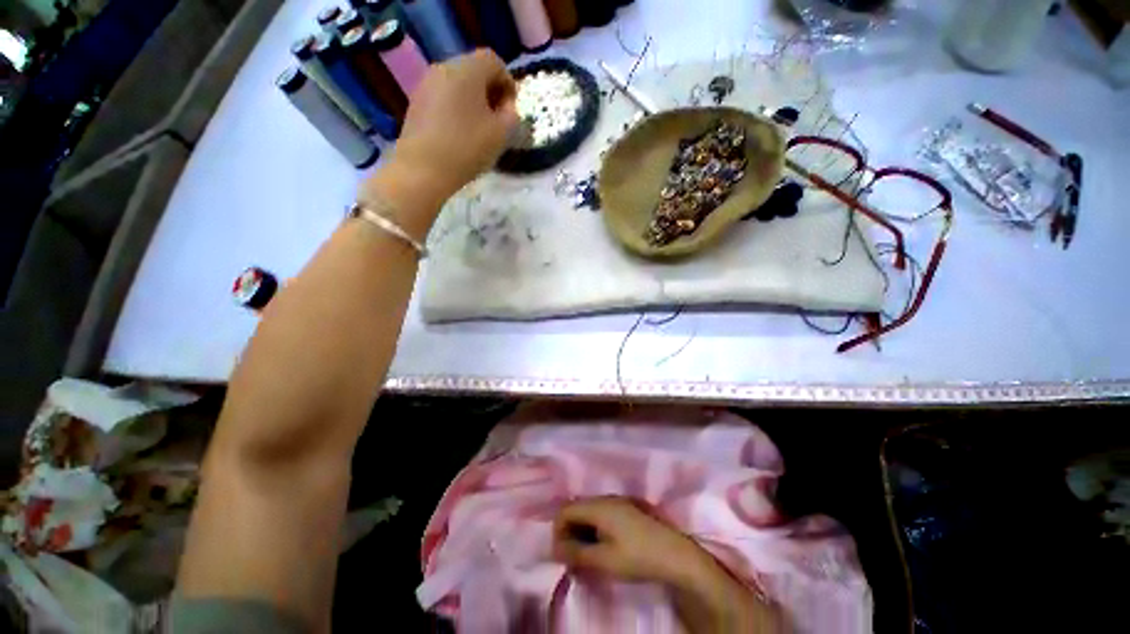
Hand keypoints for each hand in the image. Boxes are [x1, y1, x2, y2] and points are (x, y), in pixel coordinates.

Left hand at [361, 49, 517, 237]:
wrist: (422, 169)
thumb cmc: (467, 149)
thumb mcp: (501, 135)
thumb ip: (512, 116)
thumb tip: (508, 109)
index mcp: (467, 70)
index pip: (493, 61)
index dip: (508, 82)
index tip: (512, 110)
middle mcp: (444, 68)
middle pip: (474, 70)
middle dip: (491, 92)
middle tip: (498, 119)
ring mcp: (426, 85)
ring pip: (458, 84)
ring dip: (473, 101)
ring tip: (480, 129)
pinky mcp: (416, 103)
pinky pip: (444, 97)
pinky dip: (457, 108)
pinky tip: (460, 134)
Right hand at [552, 497, 708, 584]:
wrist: (674, 554)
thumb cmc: (637, 556)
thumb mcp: (603, 560)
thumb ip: (576, 553)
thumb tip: (555, 550)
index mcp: (598, 506)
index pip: (565, 510)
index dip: (558, 531)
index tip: (562, 555)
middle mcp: (605, 498)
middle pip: (576, 509)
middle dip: (570, 533)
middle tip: (574, 559)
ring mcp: (618, 502)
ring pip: (589, 512)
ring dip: (582, 532)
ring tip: (588, 557)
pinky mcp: (627, 509)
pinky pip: (601, 515)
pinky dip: (595, 530)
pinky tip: (603, 548)